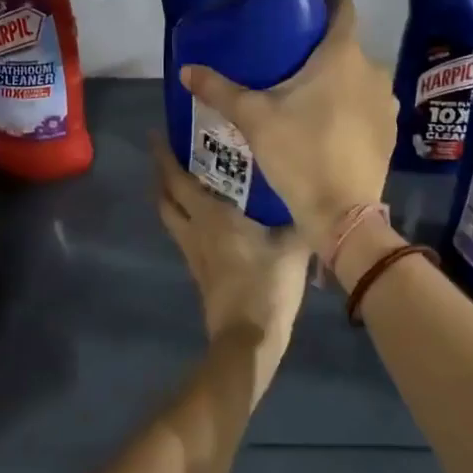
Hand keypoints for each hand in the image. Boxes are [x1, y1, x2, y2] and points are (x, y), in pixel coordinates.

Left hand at [152, 135, 308, 407]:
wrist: (248, 338)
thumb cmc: (267, 283)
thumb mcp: (293, 245)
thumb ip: (300, 217)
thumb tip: (316, 196)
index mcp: (210, 216)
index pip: (177, 179)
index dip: (163, 156)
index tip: (156, 134)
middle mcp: (194, 230)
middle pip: (165, 198)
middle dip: (161, 174)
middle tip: (167, 153)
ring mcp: (194, 254)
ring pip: (171, 218)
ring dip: (169, 197)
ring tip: (181, 180)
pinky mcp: (200, 272)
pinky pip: (184, 234)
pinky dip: (185, 217)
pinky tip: (204, 216)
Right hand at [179, 0, 395, 248]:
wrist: (341, 213)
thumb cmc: (299, 152)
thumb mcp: (253, 118)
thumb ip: (219, 89)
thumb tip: (185, 69)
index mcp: (343, 54)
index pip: (343, 7)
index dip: (323, 5)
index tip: (298, 18)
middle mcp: (373, 70)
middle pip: (347, 45)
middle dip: (321, 51)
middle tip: (288, 66)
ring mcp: (386, 102)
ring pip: (359, 77)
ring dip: (338, 81)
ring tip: (306, 98)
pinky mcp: (390, 131)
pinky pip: (369, 105)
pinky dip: (352, 108)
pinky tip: (328, 128)